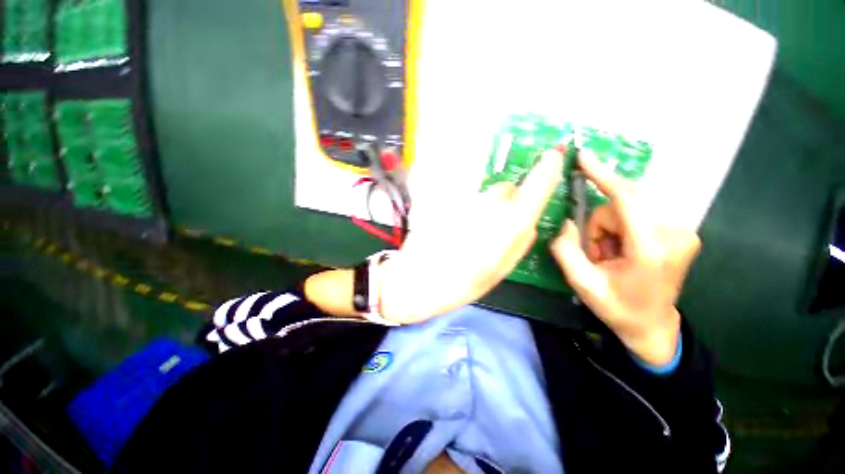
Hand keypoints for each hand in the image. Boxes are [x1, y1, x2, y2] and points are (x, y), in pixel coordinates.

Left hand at [379, 149, 563, 323]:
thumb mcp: (500, 271)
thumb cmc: (461, 283)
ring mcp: (465, 200)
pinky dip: (466, 209)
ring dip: (484, 208)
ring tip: (469, 233)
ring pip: (484, 195)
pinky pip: (465, 199)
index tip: (553, 156)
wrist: (417, 279)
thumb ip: (521, 242)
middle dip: (506, 203)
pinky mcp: (445, 200)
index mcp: (509, 224)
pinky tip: (455, 229)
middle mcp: (489, 205)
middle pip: (505, 190)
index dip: (547, 169)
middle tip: (494, 228)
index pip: (536, 186)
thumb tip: (530, 220)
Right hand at [550, 151, 700, 365]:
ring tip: (609, 256)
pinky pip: (638, 213)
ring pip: (628, 208)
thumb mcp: (582, 283)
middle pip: (622, 204)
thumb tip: (568, 222)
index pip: (627, 199)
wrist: (652, 325)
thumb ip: (566, 249)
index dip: (603, 175)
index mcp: (651, 250)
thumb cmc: (617, 308)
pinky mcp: (680, 230)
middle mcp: (675, 233)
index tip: (584, 156)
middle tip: (596, 253)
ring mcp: (682, 231)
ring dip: (609, 229)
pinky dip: (621, 228)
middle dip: (600, 225)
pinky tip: (622, 250)